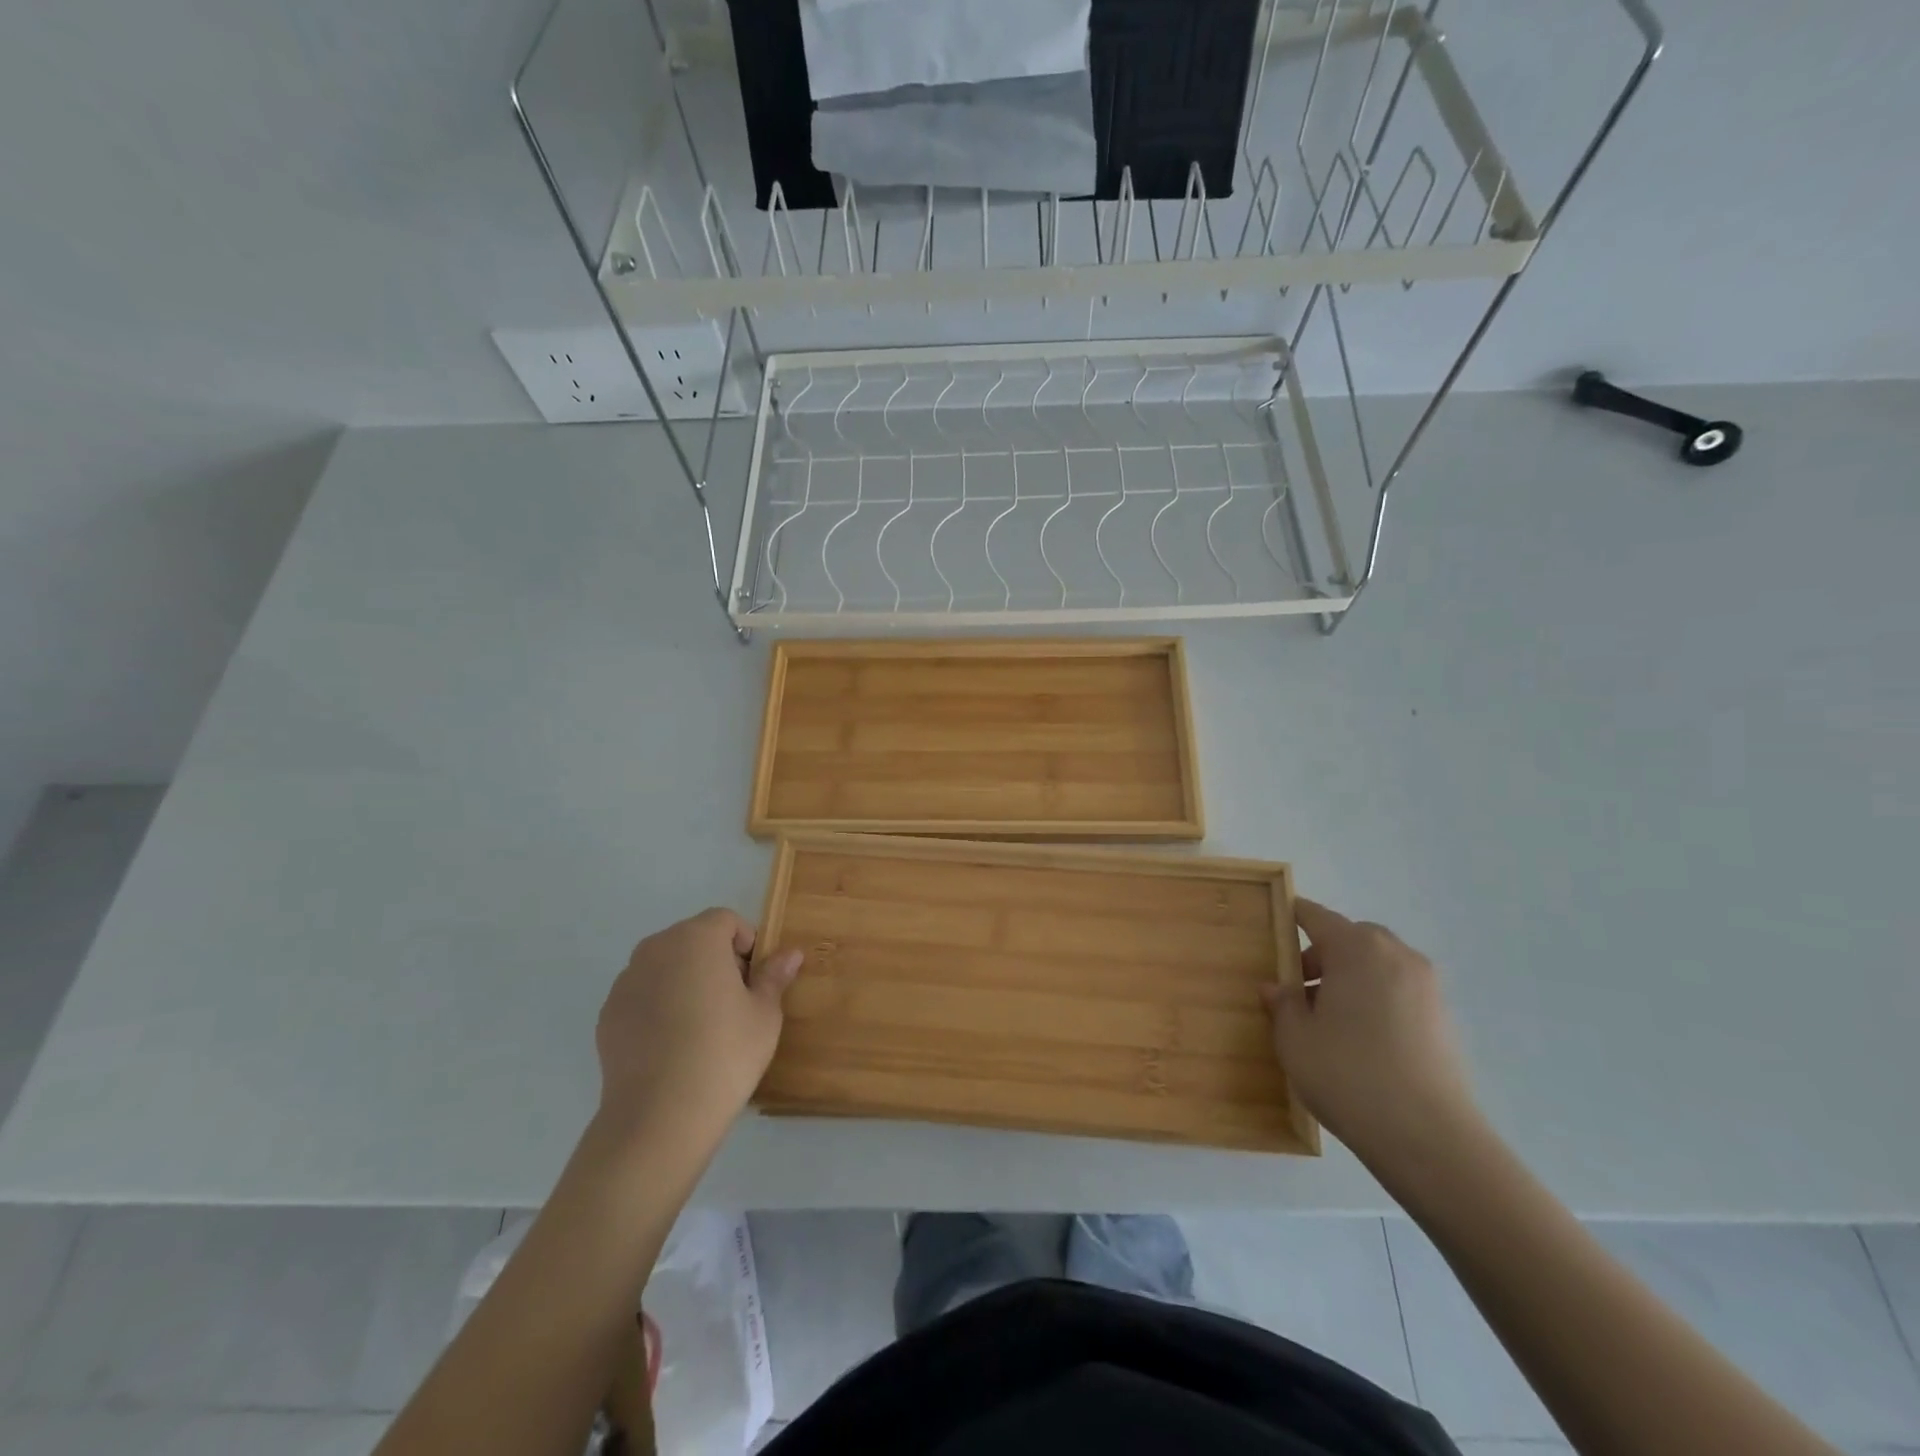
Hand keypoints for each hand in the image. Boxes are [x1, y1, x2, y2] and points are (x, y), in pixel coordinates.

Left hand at [594, 908, 801, 1157]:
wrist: (660, 1115)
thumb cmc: (725, 1053)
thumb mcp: (765, 1014)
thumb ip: (774, 976)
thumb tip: (791, 953)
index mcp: (697, 938)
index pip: (726, 920)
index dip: (746, 943)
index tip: (755, 980)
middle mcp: (656, 948)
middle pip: (693, 939)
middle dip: (715, 960)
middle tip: (734, 1002)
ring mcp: (626, 981)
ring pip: (665, 966)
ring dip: (685, 981)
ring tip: (701, 1026)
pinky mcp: (608, 1014)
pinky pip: (643, 995)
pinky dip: (659, 1006)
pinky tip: (673, 1045)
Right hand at [1263, 898, 1481, 1169]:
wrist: (1430, 1139)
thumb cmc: (1348, 1074)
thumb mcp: (1295, 1039)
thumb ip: (1283, 1004)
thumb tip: (1276, 987)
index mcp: (1356, 948)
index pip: (1317, 916)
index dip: (1294, 917)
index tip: (1276, 926)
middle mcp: (1396, 956)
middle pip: (1353, 937)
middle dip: (1324, 954)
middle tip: (1301, 989)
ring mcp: (1427, 987)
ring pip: (1379, 965)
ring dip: (1352, 978)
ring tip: (1330, 1020)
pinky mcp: (1444, 1019)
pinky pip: (1400, 991)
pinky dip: (1377, 999)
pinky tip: (1362, 1040)